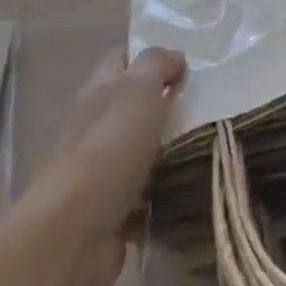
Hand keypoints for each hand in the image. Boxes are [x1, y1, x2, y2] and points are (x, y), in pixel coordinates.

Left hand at [30, 46, 183, 285]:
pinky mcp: (111, 211)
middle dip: (165, 107)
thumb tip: (175, 57)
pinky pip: (144, 197)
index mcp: (98, 90)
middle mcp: (95, 125)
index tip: (186, 65)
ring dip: (168, 154)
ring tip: (209, 151)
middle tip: (207, 110)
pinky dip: (162, 198)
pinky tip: (190, 194)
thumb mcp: (138, 89)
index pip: (121, 58)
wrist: (76, 230)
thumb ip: (156, 65)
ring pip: (141, 152)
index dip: (149, 56)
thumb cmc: (110, 147)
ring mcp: (101, 170)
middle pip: (132, 106)